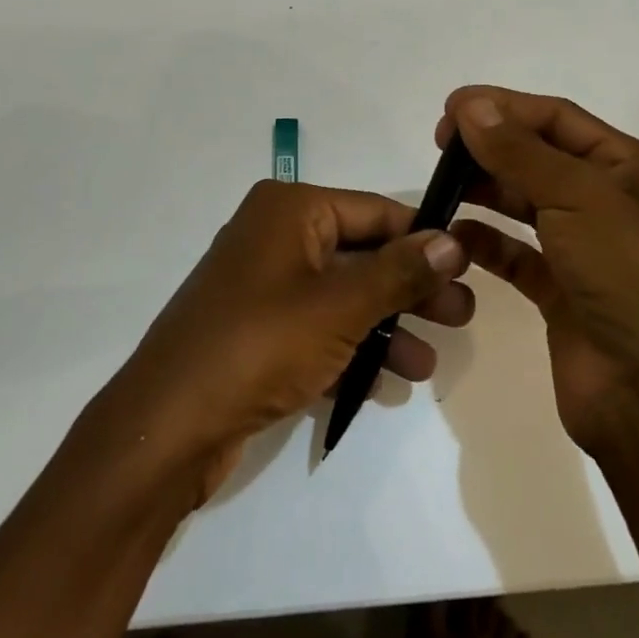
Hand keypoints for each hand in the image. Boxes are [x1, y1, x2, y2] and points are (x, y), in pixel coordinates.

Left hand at [102, 180, 472, 503]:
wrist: (168, 428)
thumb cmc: (260, 345)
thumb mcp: (340, 306)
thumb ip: (400, 272)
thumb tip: (454, 240)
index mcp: (289, 209)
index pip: (375, 210)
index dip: (424, 236)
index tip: (471, 264)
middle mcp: (275, 236)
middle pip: (361, 253)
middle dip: (411, 287)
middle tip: (462, 317)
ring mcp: (264, 286)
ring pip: (343, 295)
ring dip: (388, 325)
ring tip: (429, 363)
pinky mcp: (258, 331)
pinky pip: (319, 328)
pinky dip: (353, 347)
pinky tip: (391, 381)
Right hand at [437, 87, 638, 451]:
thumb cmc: (627, 277)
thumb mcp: (577, 198)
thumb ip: (519, 150)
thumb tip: (471, 104)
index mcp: (628, 168)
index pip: (557, 118)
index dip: (504, 107)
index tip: (450, 109)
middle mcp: (608, 202)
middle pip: (539, 157)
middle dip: (491, 147)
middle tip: (440, 148)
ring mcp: (584, 249)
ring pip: (525, 204)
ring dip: (485, 191)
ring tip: (440, 187)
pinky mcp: (561, 292)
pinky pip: (516, 254)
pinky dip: (486, 242)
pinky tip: (455, 236)